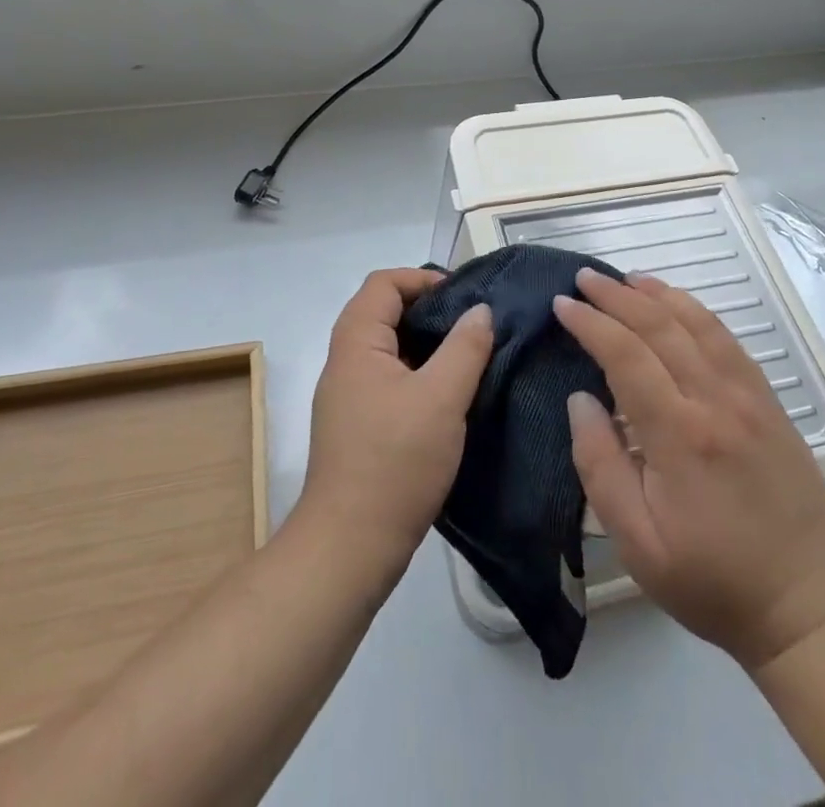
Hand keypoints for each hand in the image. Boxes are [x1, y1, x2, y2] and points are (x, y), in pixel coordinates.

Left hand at [299, 269, 492, 581]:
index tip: (463, 296)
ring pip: (388, 348)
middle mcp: (344, 361)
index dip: (422, 278)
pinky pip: (388, 378)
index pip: (383, 283)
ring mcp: (348, 395)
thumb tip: (480, 311)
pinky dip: (417, 372)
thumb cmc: (396, 461)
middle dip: (428, 309)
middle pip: (383, 311)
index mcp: (356, 343)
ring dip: (425, 343)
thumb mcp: (442, 398)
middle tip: (472, 324)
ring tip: (467, 355)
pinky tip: (449, 394)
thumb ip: (465, 347)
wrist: (350, 546)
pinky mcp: (357, 425)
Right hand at [555, 271, 824, 669]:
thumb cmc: (711, 580)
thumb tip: (580, 399)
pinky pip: (729, 341)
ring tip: (625, 278)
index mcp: (680, 435)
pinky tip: (678, 305)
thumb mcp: (637, 542)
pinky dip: (697, 312)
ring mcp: (750, 397)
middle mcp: (717, 401)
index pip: (627, 355)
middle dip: (618, 297)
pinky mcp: (770, 403)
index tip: (563, 304)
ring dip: (658, 294)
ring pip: (699, 324)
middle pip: (661, 328)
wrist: (805, 605)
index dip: (591, 324)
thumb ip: (600, 465)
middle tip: (585, 277)